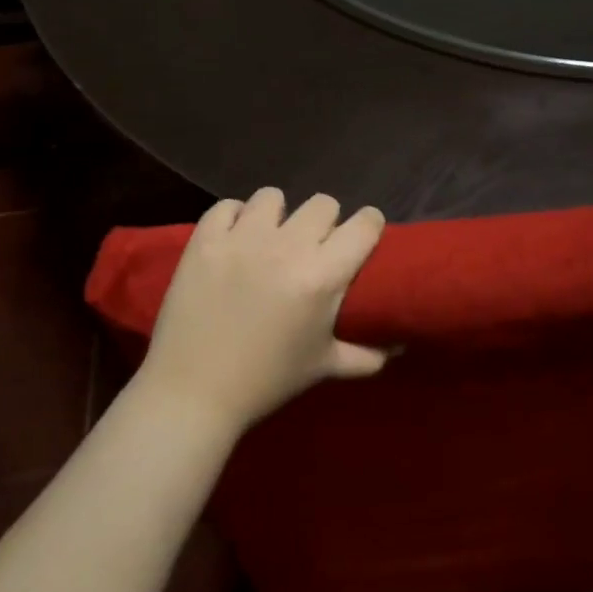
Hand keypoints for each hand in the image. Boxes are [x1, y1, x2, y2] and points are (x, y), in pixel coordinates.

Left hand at [138, 188, 387, 431]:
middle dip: (324, 222)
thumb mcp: (323, 368)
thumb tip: (401, 346)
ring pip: (274, 196)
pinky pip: (226, 206)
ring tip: (269, 238)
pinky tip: (234, 240)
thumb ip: (367, 355)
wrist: (191, 395)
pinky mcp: (204, 241)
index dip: (368, 226)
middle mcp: (287, 247)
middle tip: (312, 246)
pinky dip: (233, 218)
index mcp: (322, 277)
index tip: (362, 237)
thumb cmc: (265, 381)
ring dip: (277, 215)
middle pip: (323, 203)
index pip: (364, 224)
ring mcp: (242, 239)